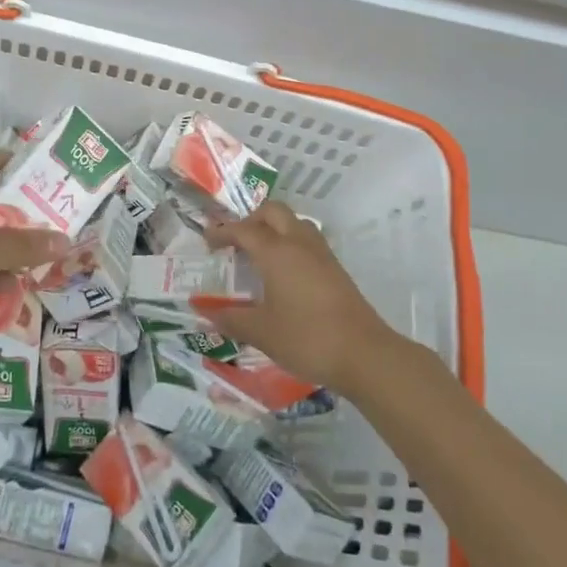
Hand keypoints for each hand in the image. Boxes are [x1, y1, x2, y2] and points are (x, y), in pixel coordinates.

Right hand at [200, 201, 402, 394]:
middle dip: (251, 219)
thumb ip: (229, 318)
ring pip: (295, 222)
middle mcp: (299, 243)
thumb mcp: (260, 332)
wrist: (364, 354)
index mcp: (276, 252)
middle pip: (273, 212)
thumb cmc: (306, 338)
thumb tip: (202, 311)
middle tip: (236, 242)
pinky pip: (308, 241)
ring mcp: (322, 254)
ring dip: (274, 228)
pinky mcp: (336, 269)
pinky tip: (284, 273)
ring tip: (260, 253)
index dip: (222, 231)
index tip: (207, 241)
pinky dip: (290, 243)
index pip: (243, 229)